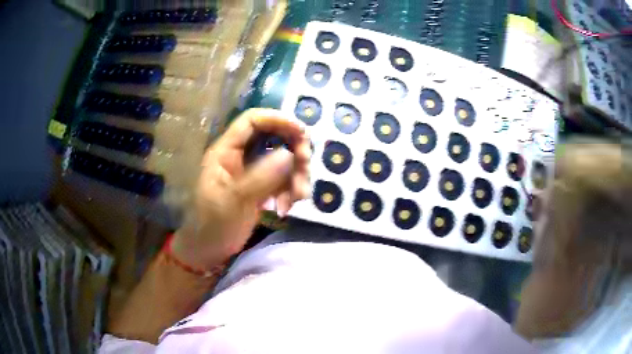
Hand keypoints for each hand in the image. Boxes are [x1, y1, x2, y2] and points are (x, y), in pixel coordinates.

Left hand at [172, 108, 310, 268]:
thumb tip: (289, 154)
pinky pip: (284, 179)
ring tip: (297, 198)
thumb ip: (261, 177)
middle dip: (294, 150)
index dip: (278, 119)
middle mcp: (240, 156)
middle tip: (305, 168)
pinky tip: (287, 207)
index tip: (302, 133)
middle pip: (274, 137)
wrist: (209, 250)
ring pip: (283, 159)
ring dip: (296, 175)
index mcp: (226, 152)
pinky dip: (291, 190)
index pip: (252, 121)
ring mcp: (252, 171)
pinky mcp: (261, 187)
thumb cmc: (213, 225)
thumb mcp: (234, 201)